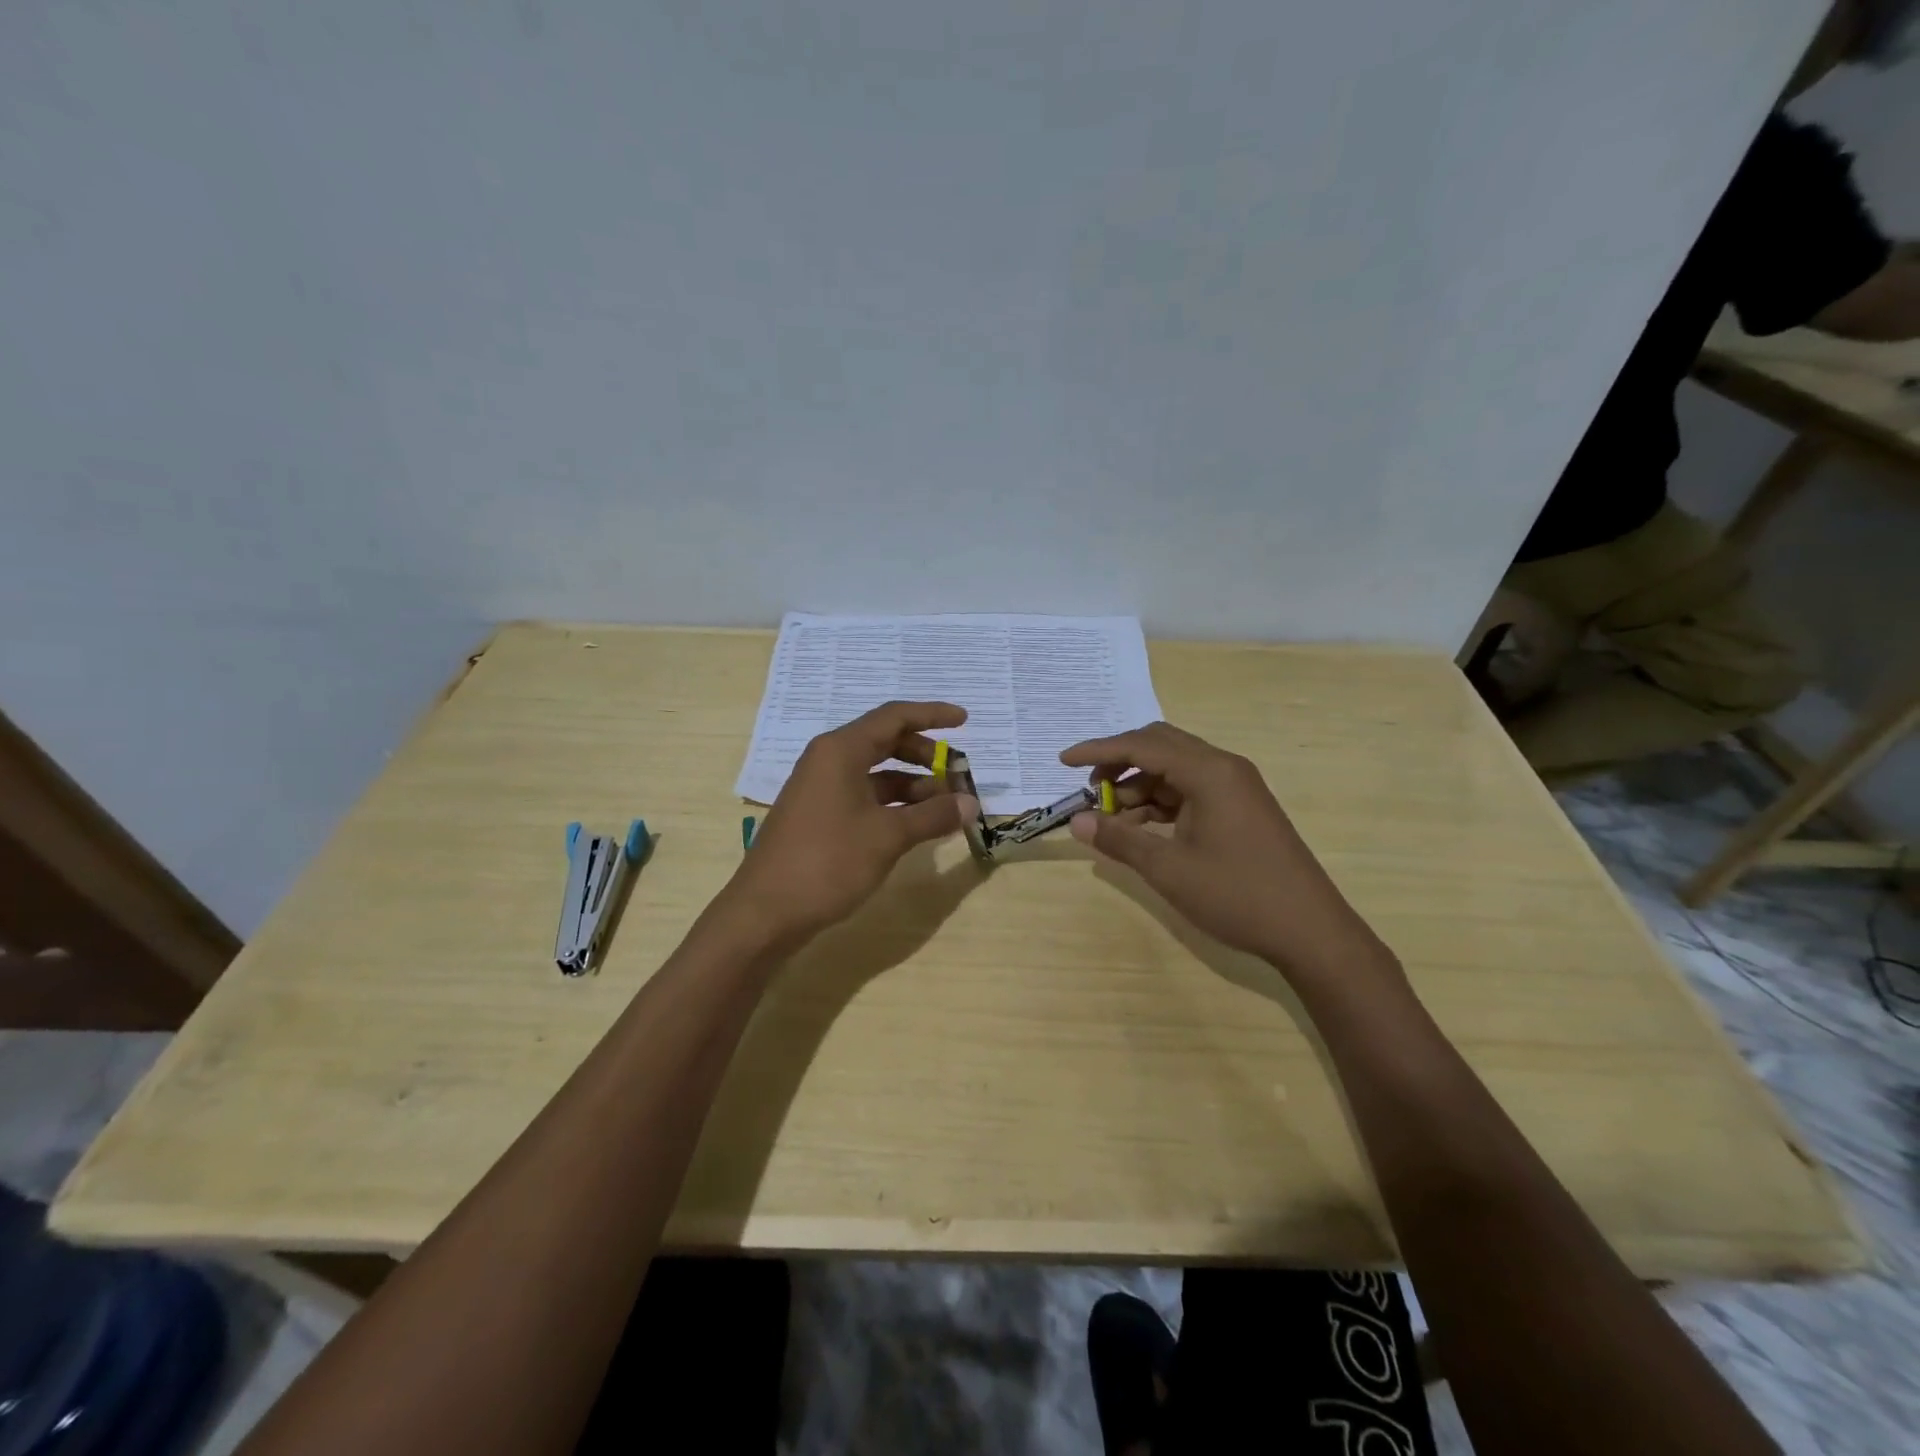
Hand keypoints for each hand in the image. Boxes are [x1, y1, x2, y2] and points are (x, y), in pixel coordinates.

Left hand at [722, 701, 979, 948]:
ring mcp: (821, 789)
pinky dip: (894, 805)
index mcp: (841, 750)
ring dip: (913, 785)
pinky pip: (865, 796)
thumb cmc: (828, 862)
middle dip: (925, 756)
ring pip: (876, 773)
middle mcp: (829, 760)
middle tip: (958, 776)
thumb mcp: (888, 836)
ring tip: (946, 808)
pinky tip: (917, 825)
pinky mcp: (819, 816)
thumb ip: (932, 815)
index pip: (894, 717)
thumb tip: (971, 804)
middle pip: (885, 742)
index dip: (932, 715)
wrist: (765, 913)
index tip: (965, 720)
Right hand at [1060, 722, 1391, 981]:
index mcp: (1209, 772)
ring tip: (1111, 820)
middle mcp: (1224, 768)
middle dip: (1120, 763)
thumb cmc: (1237, 895)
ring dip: (1139, 787)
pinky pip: (1190, 791)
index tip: (1063, 761)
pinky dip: (1161, 803)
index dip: (1098, 751)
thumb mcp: (1169, 869)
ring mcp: (1235, 788)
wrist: (1310, 931)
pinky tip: (1141, 830)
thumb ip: (1119, 840)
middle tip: (1091, 790)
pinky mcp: (1240, 809)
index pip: (1142, 745)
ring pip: (1174, 770)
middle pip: (1160, 746)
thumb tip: (1077, 822)